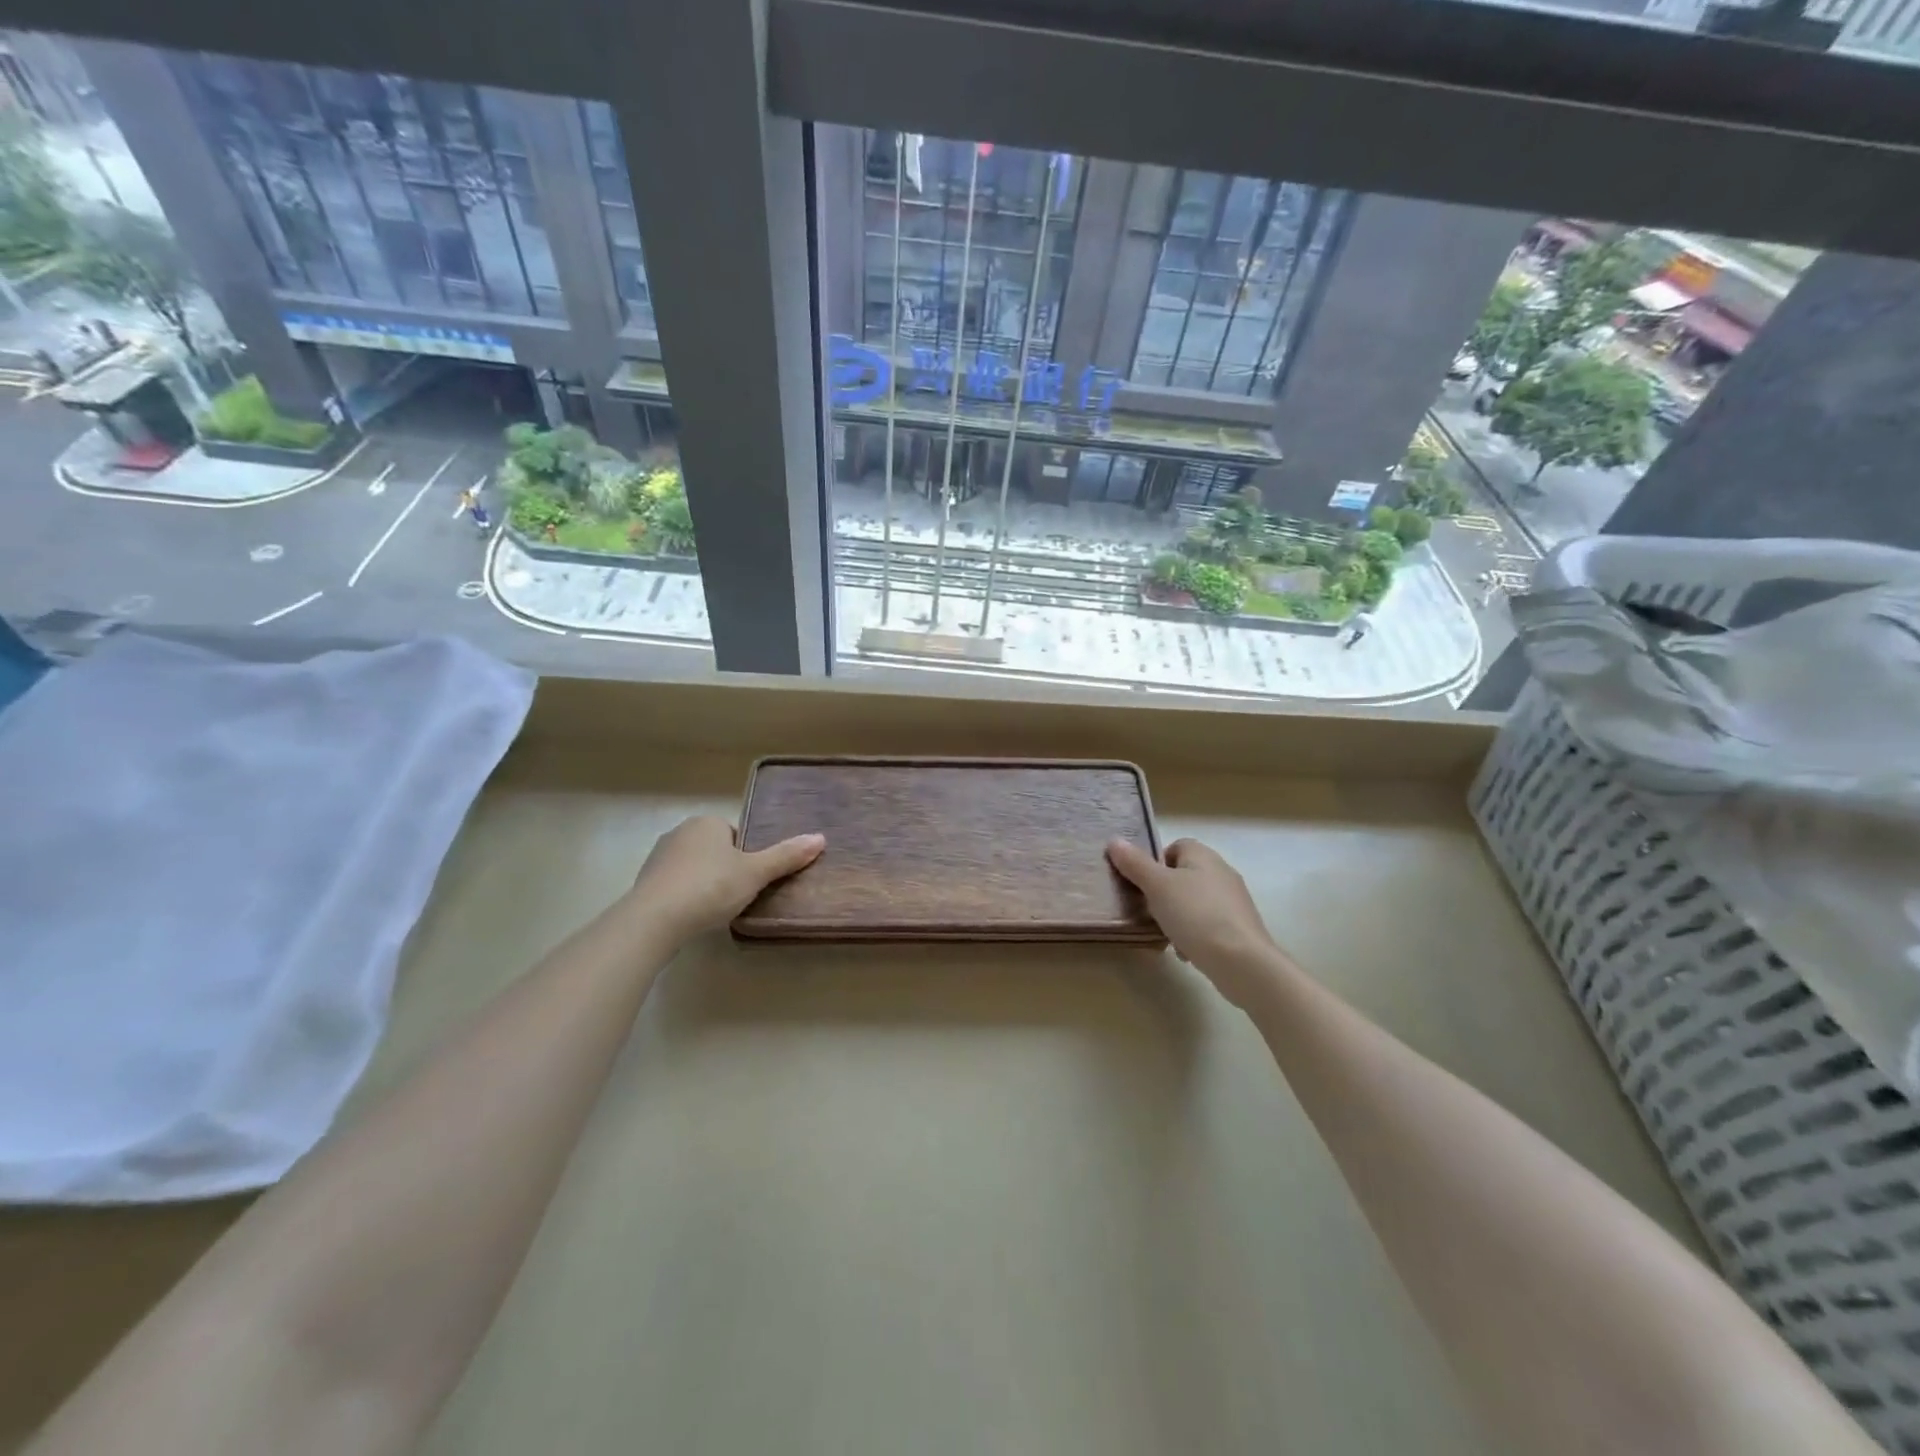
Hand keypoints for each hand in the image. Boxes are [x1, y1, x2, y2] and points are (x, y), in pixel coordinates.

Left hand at [628, 815, 824, 944]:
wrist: (654, 920)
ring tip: (716, 909)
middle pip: (715, 850)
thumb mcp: (755, 873)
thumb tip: (820, 838)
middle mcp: (679, 832)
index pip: (735, 835)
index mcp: (706, 822)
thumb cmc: (710, 887)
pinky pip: (675, 886)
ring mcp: (658, 857)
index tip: (752, 879)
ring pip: (694, 868)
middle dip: (726, 870)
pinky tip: (693, 917)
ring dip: (705, 884)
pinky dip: (686, 898)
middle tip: (739, 895)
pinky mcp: (644, 883)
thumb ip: (786, 856)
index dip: (747, 857)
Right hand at [1107, 837, 1291, 1007]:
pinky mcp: (1239, 928)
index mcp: (1203, 855)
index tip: (1142, 884)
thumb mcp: (1157, 886)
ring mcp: (1233, 901)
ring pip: (1194, 902)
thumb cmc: (1195, 915)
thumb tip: (1114, 841)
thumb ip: (1135, 864)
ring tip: (1164, 934)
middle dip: (1163, 893)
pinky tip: (1185, 951)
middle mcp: (1222, 872)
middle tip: (1147, 909)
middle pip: (1183, 875)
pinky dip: (1194, 934)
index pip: (1175, 846)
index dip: (1155, 862)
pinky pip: (1207, 924)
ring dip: (1177, 916)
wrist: (1242, 962)